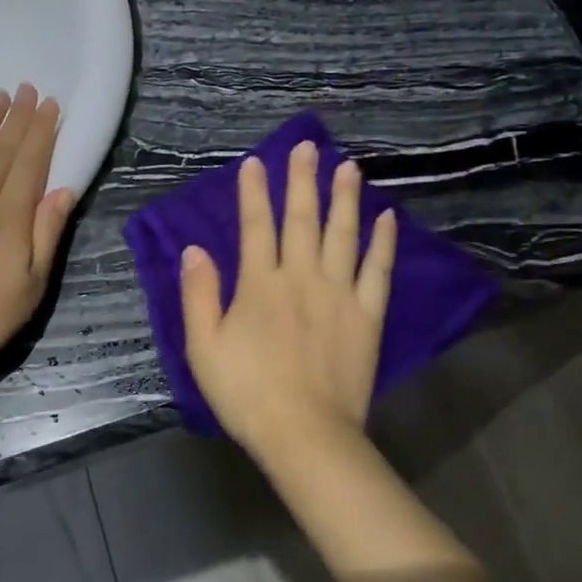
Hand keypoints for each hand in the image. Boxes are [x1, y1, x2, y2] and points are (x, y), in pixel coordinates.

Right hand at [179, 140, 396, 459]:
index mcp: (260, 284)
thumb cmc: (247, 393)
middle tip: (308, 146)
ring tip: (348, 167)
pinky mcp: (367, 316)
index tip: (256, 162)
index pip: (256, 226)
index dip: (254, 192)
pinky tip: (387, 218)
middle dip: (302, 180)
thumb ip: (199, 295)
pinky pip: (378, 271)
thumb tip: (195, 250)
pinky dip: (383, 243)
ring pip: (343, 234)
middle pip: (303, 219)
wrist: (305, 434)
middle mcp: (301, 278)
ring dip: (345, 198)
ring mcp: (340, 294)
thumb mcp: (204, 347)